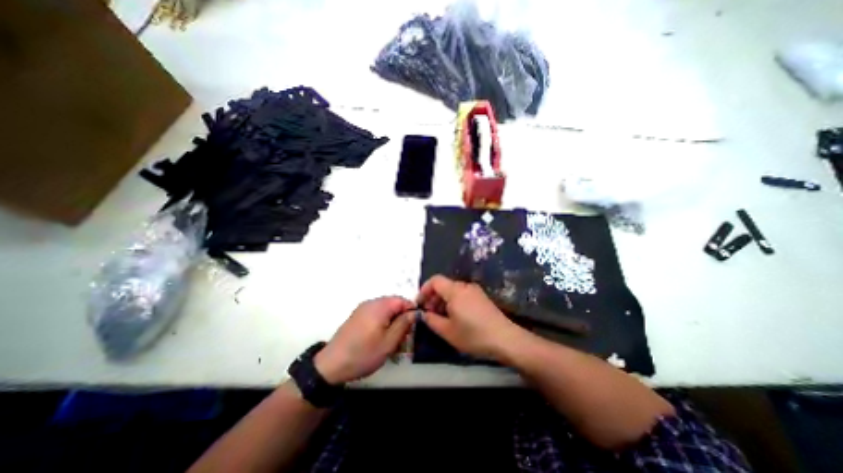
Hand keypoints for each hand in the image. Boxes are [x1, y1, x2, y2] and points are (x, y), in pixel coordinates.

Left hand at [312, 298, 413, 385]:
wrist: (331, 365)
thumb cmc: (364, 354)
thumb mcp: (389, 342)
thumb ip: (404, 324)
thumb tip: (415, 313)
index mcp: (380, 306)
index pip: (402, 300)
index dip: (411, 311)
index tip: (414, 327)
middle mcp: (371, 303)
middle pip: (394, 304)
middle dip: (402, 318)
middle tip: (404, 337)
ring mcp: (362, 309)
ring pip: (385, 310)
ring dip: (392, 322)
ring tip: (393, 341)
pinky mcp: (357, 316)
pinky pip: (375, 314)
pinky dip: (382, 323)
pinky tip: (381, 338)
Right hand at [414, 275, 520, 359]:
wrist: (505, 339)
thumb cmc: (473, 335)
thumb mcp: (448, 331)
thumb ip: (431, 320)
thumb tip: (423, 314)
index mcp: (455, 291)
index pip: (434, 280)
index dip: (424, 290)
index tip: (420, 304)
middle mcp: (465, 286)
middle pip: (444, 285)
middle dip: (433, 298)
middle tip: (429, 314)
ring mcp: (475, 291)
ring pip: (453, 291)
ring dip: (443, 301)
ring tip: (441, 318)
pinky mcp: (481, 297)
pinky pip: (462, 295)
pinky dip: (454, 302)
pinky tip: (455, 318)